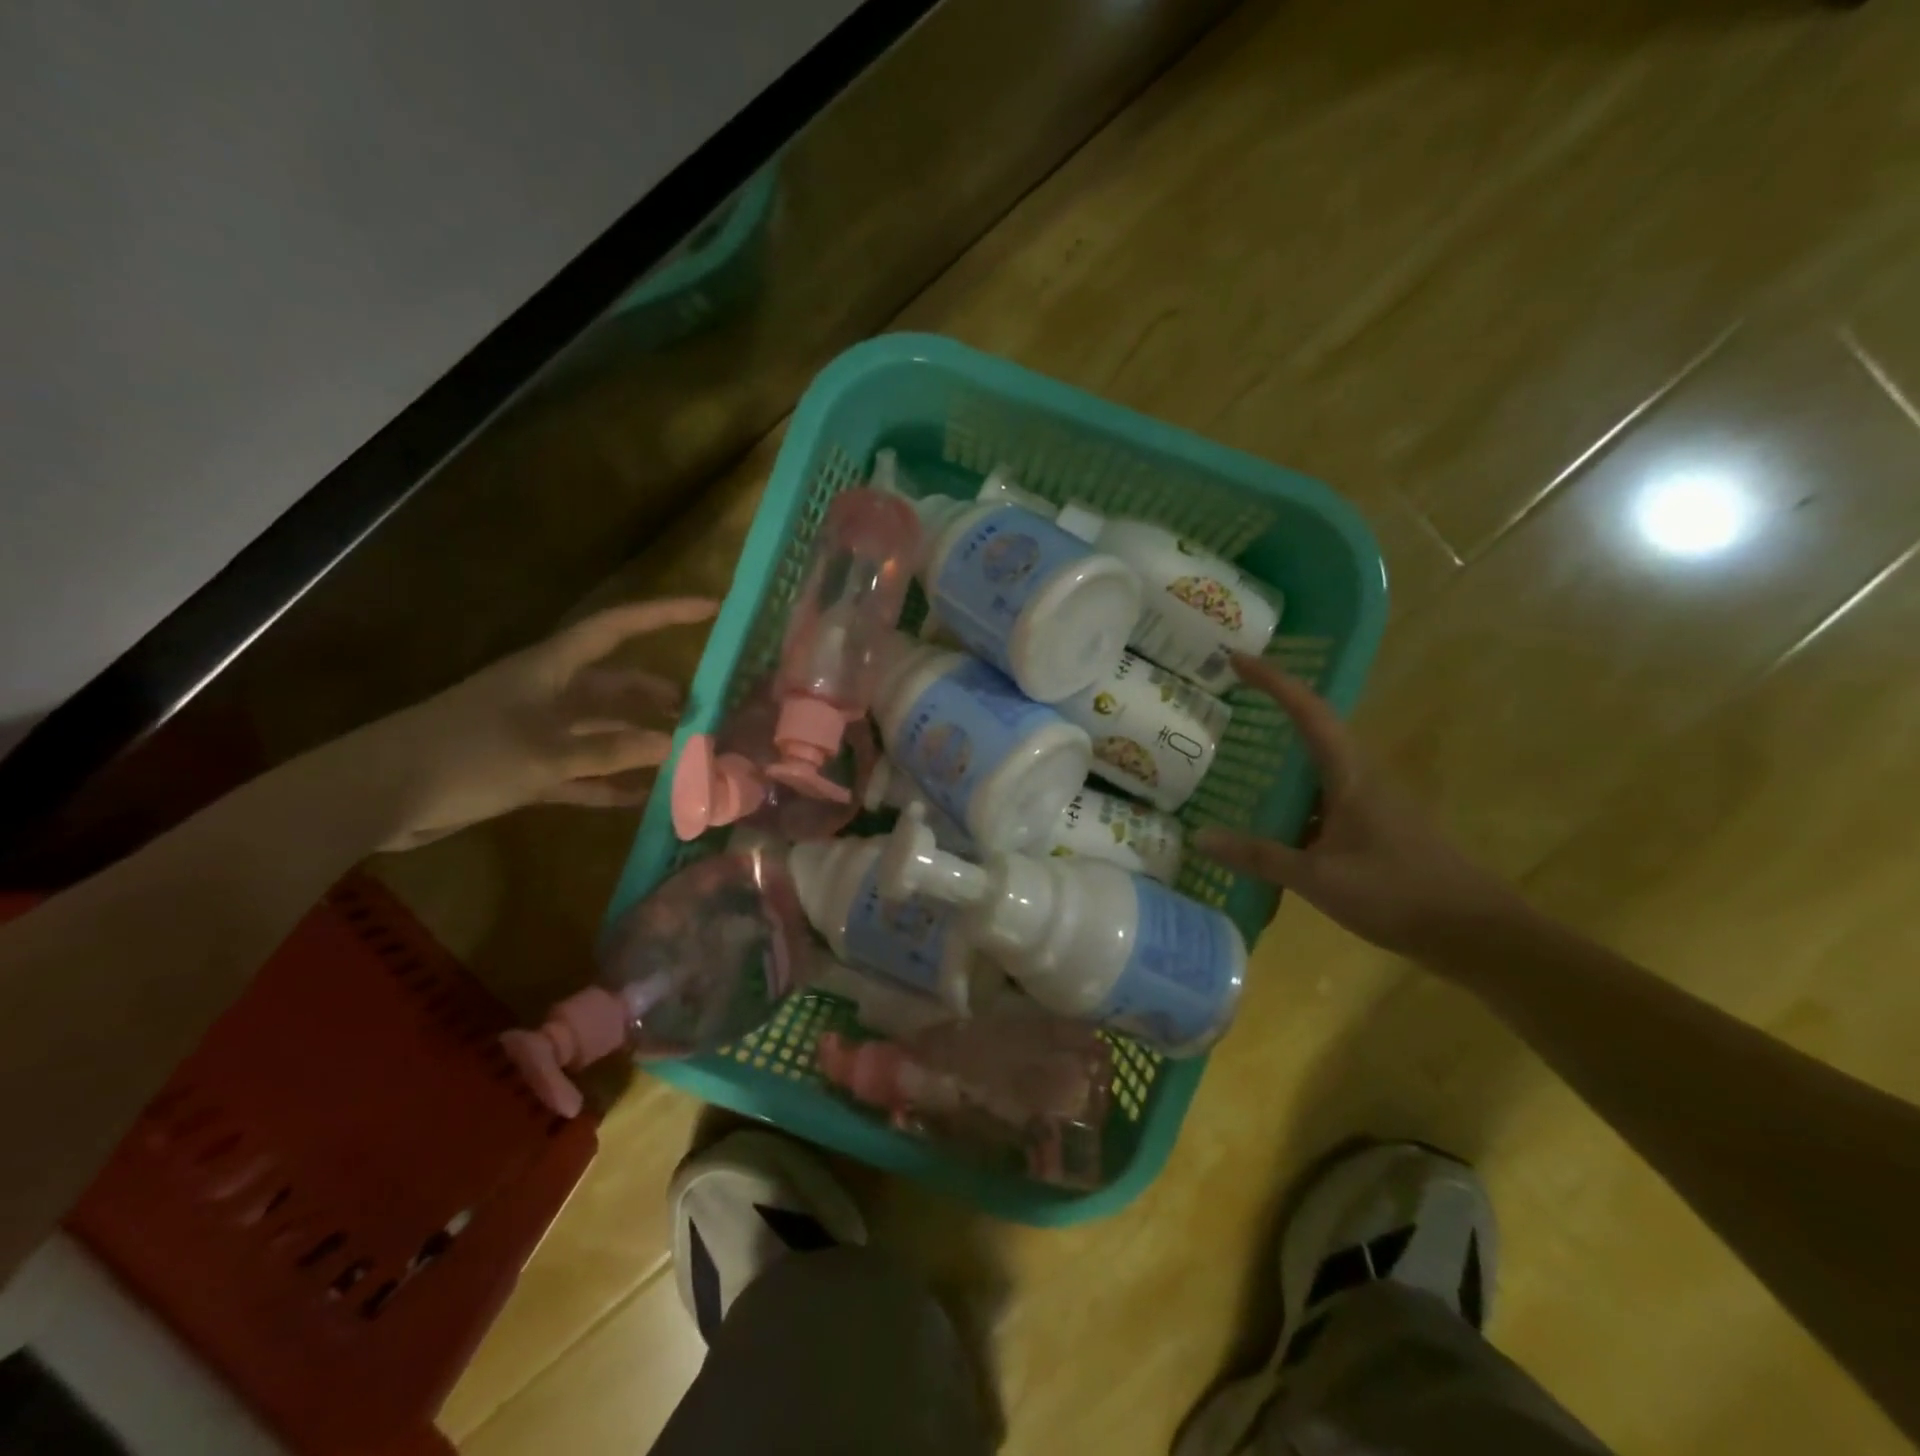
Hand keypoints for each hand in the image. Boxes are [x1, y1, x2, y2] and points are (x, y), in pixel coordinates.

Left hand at [369, 598, 717, 850]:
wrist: (379, 793)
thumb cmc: (467, 754)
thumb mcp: (548, 753)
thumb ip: (613, 749)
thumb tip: (674, 745)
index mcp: (552, 668)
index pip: (619, 627)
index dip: (665, 614)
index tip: (711, 609)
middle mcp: (549, 692)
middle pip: (616, 683)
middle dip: (657, 694)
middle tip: (701, 712)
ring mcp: (536, 730)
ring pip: (601, 729)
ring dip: (637, 741)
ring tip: (681, 756)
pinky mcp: (523, 766)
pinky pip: (580, 770)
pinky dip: (608, 782)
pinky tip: (640, 799)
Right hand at [1194, 654, 1524, 959]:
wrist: (1473, 932)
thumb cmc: (1397, 893)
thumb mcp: (1318, 877)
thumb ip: (1259, 856)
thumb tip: (1200, 836)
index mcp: (1350, 774)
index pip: (1308, 711)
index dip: (1273, 681)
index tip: (1236, 659)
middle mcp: (1360, 777)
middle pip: (1313, 728)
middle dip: (1272, 708)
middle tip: (1226, 703)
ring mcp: (1368, 803)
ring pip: (1316, 766)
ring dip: (1280, 756)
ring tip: (1232, 757)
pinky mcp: (1371, 828)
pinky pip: (1321, 798)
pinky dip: (1289, 798)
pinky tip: (1265, 819)